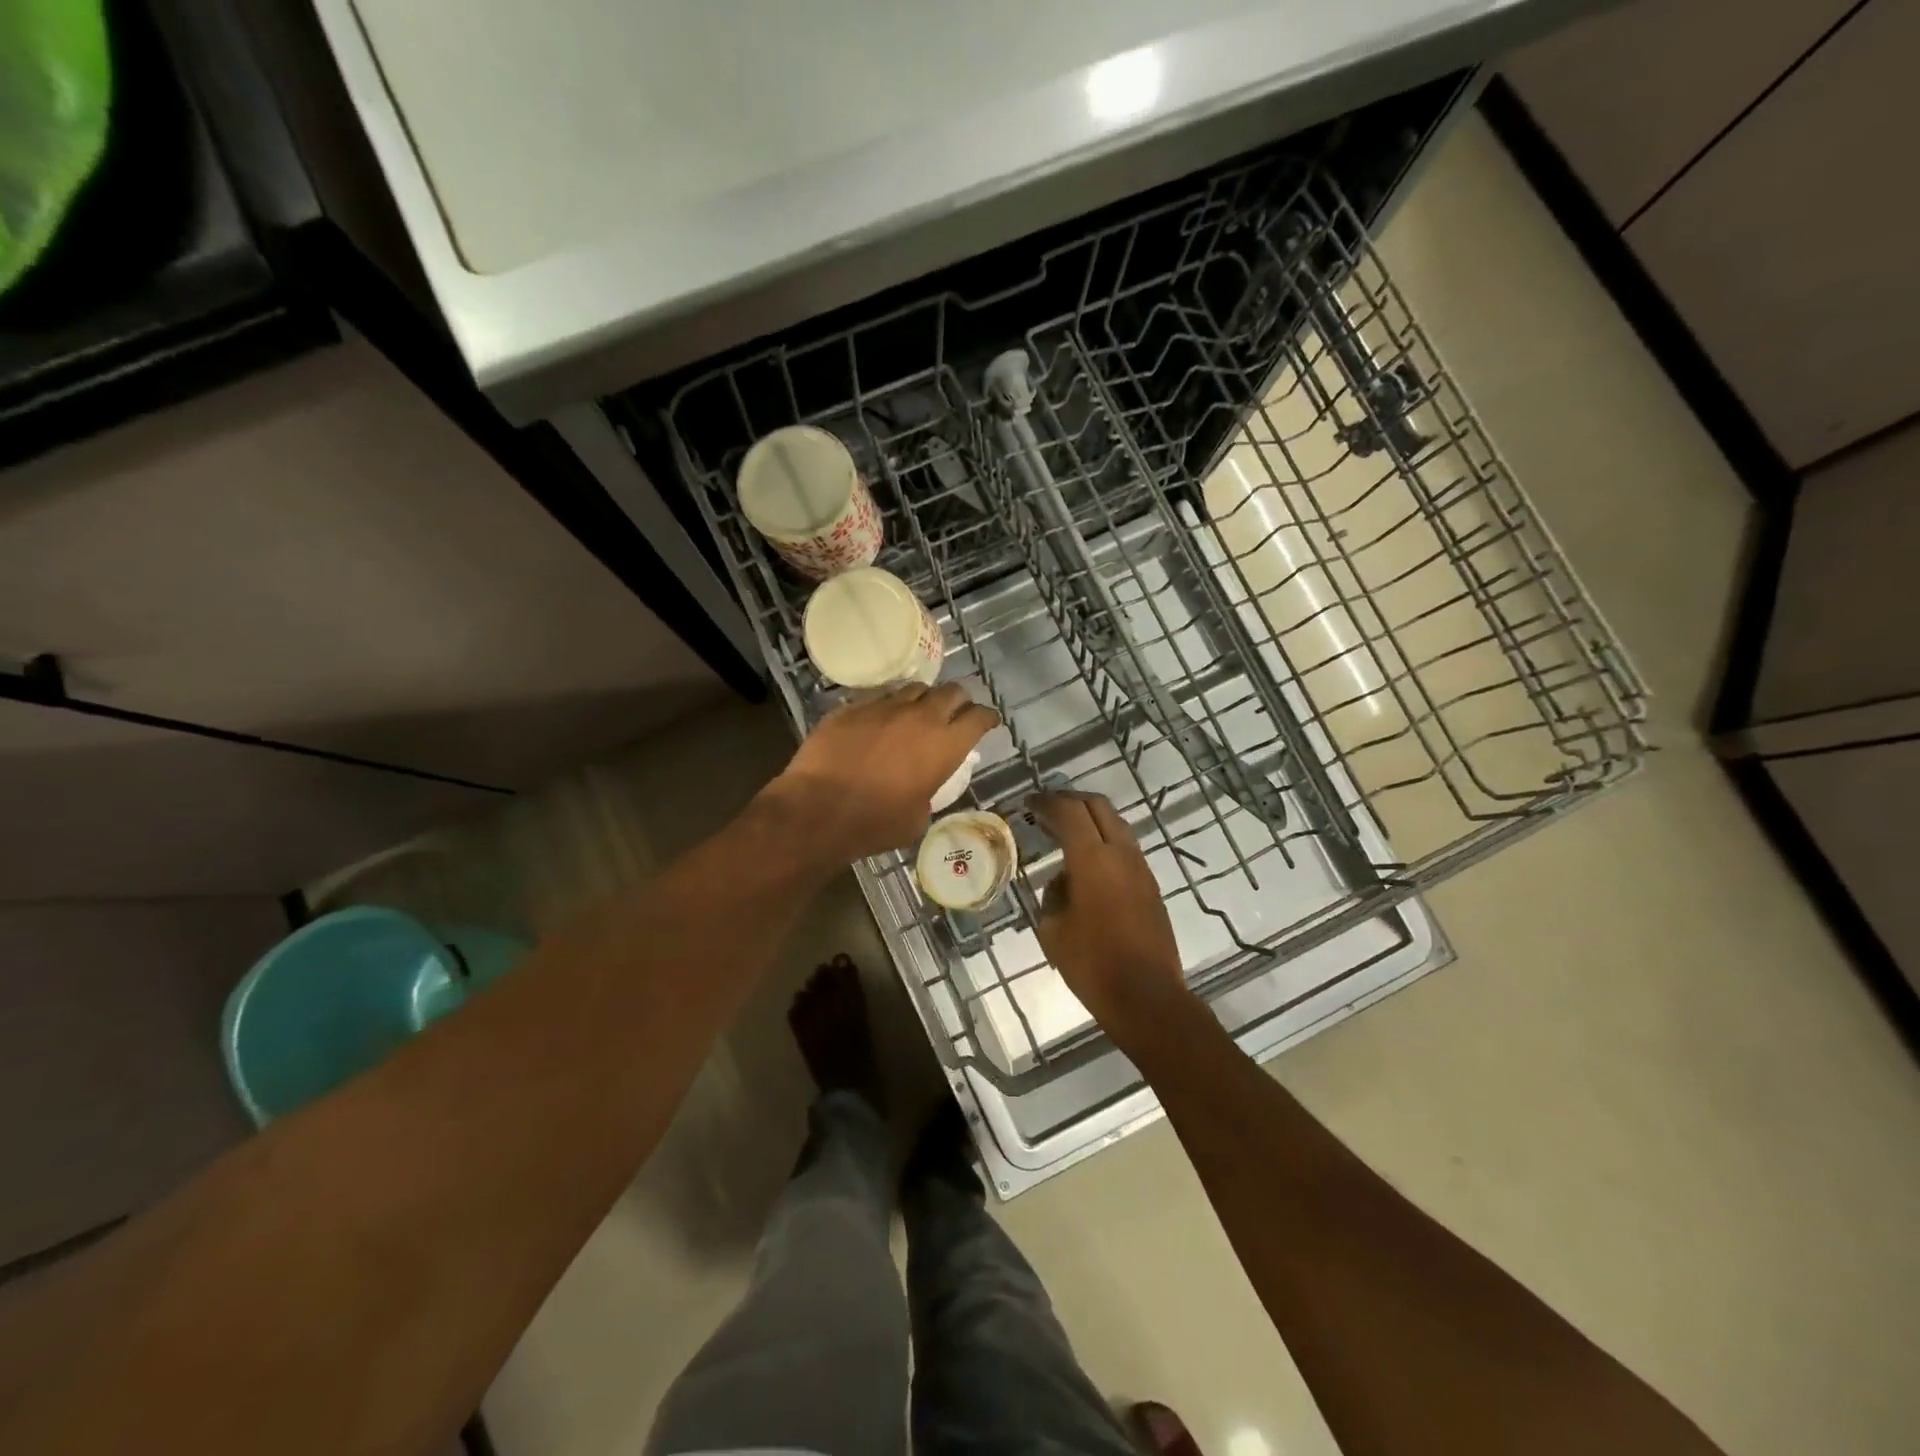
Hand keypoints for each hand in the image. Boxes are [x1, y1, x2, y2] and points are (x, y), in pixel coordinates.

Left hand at [772, 683, 999, 862]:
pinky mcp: (853, 707)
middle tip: (955, 714)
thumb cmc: (875, 823)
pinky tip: (879, 723)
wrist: (819, 809)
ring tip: (916, 714)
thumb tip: (922, 788)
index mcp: (945, 745)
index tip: (988, 722)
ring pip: (915, 688)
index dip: (987, 718)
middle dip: (959, 701)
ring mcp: (884, 707)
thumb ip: (929, 793)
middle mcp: (920, 717)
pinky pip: (879, 698)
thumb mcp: (917, 818)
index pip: (979, 717)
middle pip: (952, 692)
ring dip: (922, 700)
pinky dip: (887, 708)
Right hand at [1031, 792, 1192, 1042]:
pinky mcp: (1151, 886)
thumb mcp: (1053, 929)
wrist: (1147, 997)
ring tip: (1064, 831)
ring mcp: (1141, 868)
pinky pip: (1124, 847)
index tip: (1028, 803)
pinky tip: (1086, 861)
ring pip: (1115, 824)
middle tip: (1046, 808)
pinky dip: (1103, 840)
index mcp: (1092, 859)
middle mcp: (1121, 853)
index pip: (1068, 811)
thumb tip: (1064, 879)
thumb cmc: (1092, 964)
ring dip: (1090, 819)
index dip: (1046, 802)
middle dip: (1070, 801)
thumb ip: (1054, 893)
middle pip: (1097, 806)